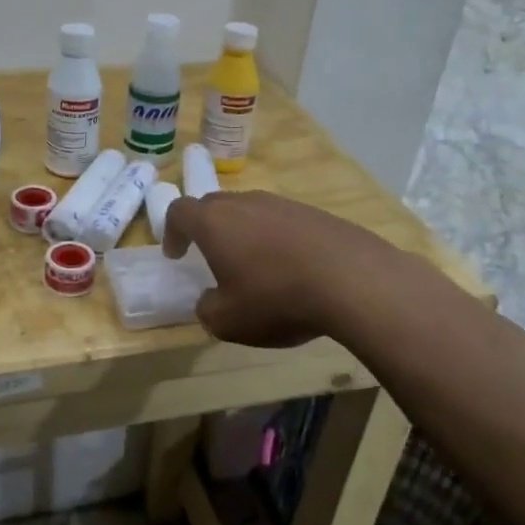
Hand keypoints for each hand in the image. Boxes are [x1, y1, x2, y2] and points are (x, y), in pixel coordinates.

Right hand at [162, 191, 402, 346]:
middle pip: (214, 204)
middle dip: (206, 228)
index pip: (180, 211)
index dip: (171, 231)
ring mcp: (283, 204)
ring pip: (251, 210)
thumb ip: (207, 310)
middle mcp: (245, 203)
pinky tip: (292, 268)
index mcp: (214, 222)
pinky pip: (283, 221)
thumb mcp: (228, 321)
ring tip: (254, 265)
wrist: (352, 280)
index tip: (176, 254)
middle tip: (210, 255)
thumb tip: (209, 301)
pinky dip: (276, 239)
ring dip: (243, 232)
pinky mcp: (316, 213)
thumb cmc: (276, 298)